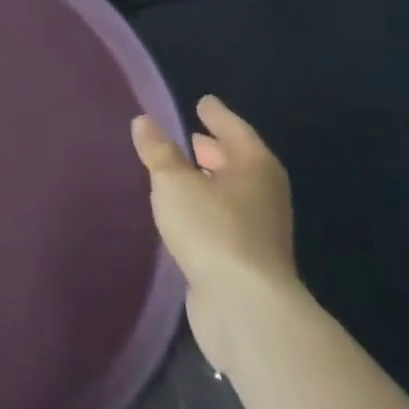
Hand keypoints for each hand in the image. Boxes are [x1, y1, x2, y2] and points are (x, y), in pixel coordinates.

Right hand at [132, 95, 297, 376]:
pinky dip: (207, 207)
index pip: (234, 129)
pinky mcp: (247, 258)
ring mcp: (259, 229)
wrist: (245, 306)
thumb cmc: (213, 230)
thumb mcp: (175, 183)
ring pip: (232, 192)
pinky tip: (186, 211)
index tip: (203, 101)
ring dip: (210, 180)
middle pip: (239, 161)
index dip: (217, 115)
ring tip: (183, 171)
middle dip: (216, 148)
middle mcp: (264, 193)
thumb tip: (144, 121)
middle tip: (192, 135)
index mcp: (254, 166)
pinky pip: (224, 218)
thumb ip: (159, 152)